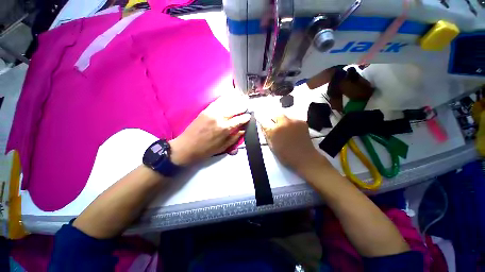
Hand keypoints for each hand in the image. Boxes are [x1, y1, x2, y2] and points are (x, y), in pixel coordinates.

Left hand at [169, 94, 250, 165]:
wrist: (187, 146)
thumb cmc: (206, 149)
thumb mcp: (223, 147)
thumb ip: (235, 137)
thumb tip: (244, 129)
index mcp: (225, 128)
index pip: (240, 119)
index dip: (246, 117)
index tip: (250, 116)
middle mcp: (220, 117)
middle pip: (235, 108)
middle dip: (243, 106)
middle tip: (247, 105)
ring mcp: (212, 112)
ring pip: (227, 102)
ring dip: (236, 100)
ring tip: (241, 98)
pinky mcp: (206, 110)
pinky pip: (218, 101)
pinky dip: (225, 98)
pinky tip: (230, 96)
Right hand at [259, 114, 327, 172]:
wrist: (304, 158)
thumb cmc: (286, 155)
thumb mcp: (272, 147)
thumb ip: (266, 135)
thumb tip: (263, 128)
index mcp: (274, 130)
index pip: (264, 122)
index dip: (263, 124)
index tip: (264, 126)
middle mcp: (283, 123)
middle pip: (275, 116)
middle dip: (273, 121)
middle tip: (274, 128)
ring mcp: (293, 121)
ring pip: (284, 116)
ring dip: (282, 121)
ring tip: (284, 129)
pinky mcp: (302, 122)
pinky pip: (293, 119)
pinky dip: (290, 123)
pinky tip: (292, 131)